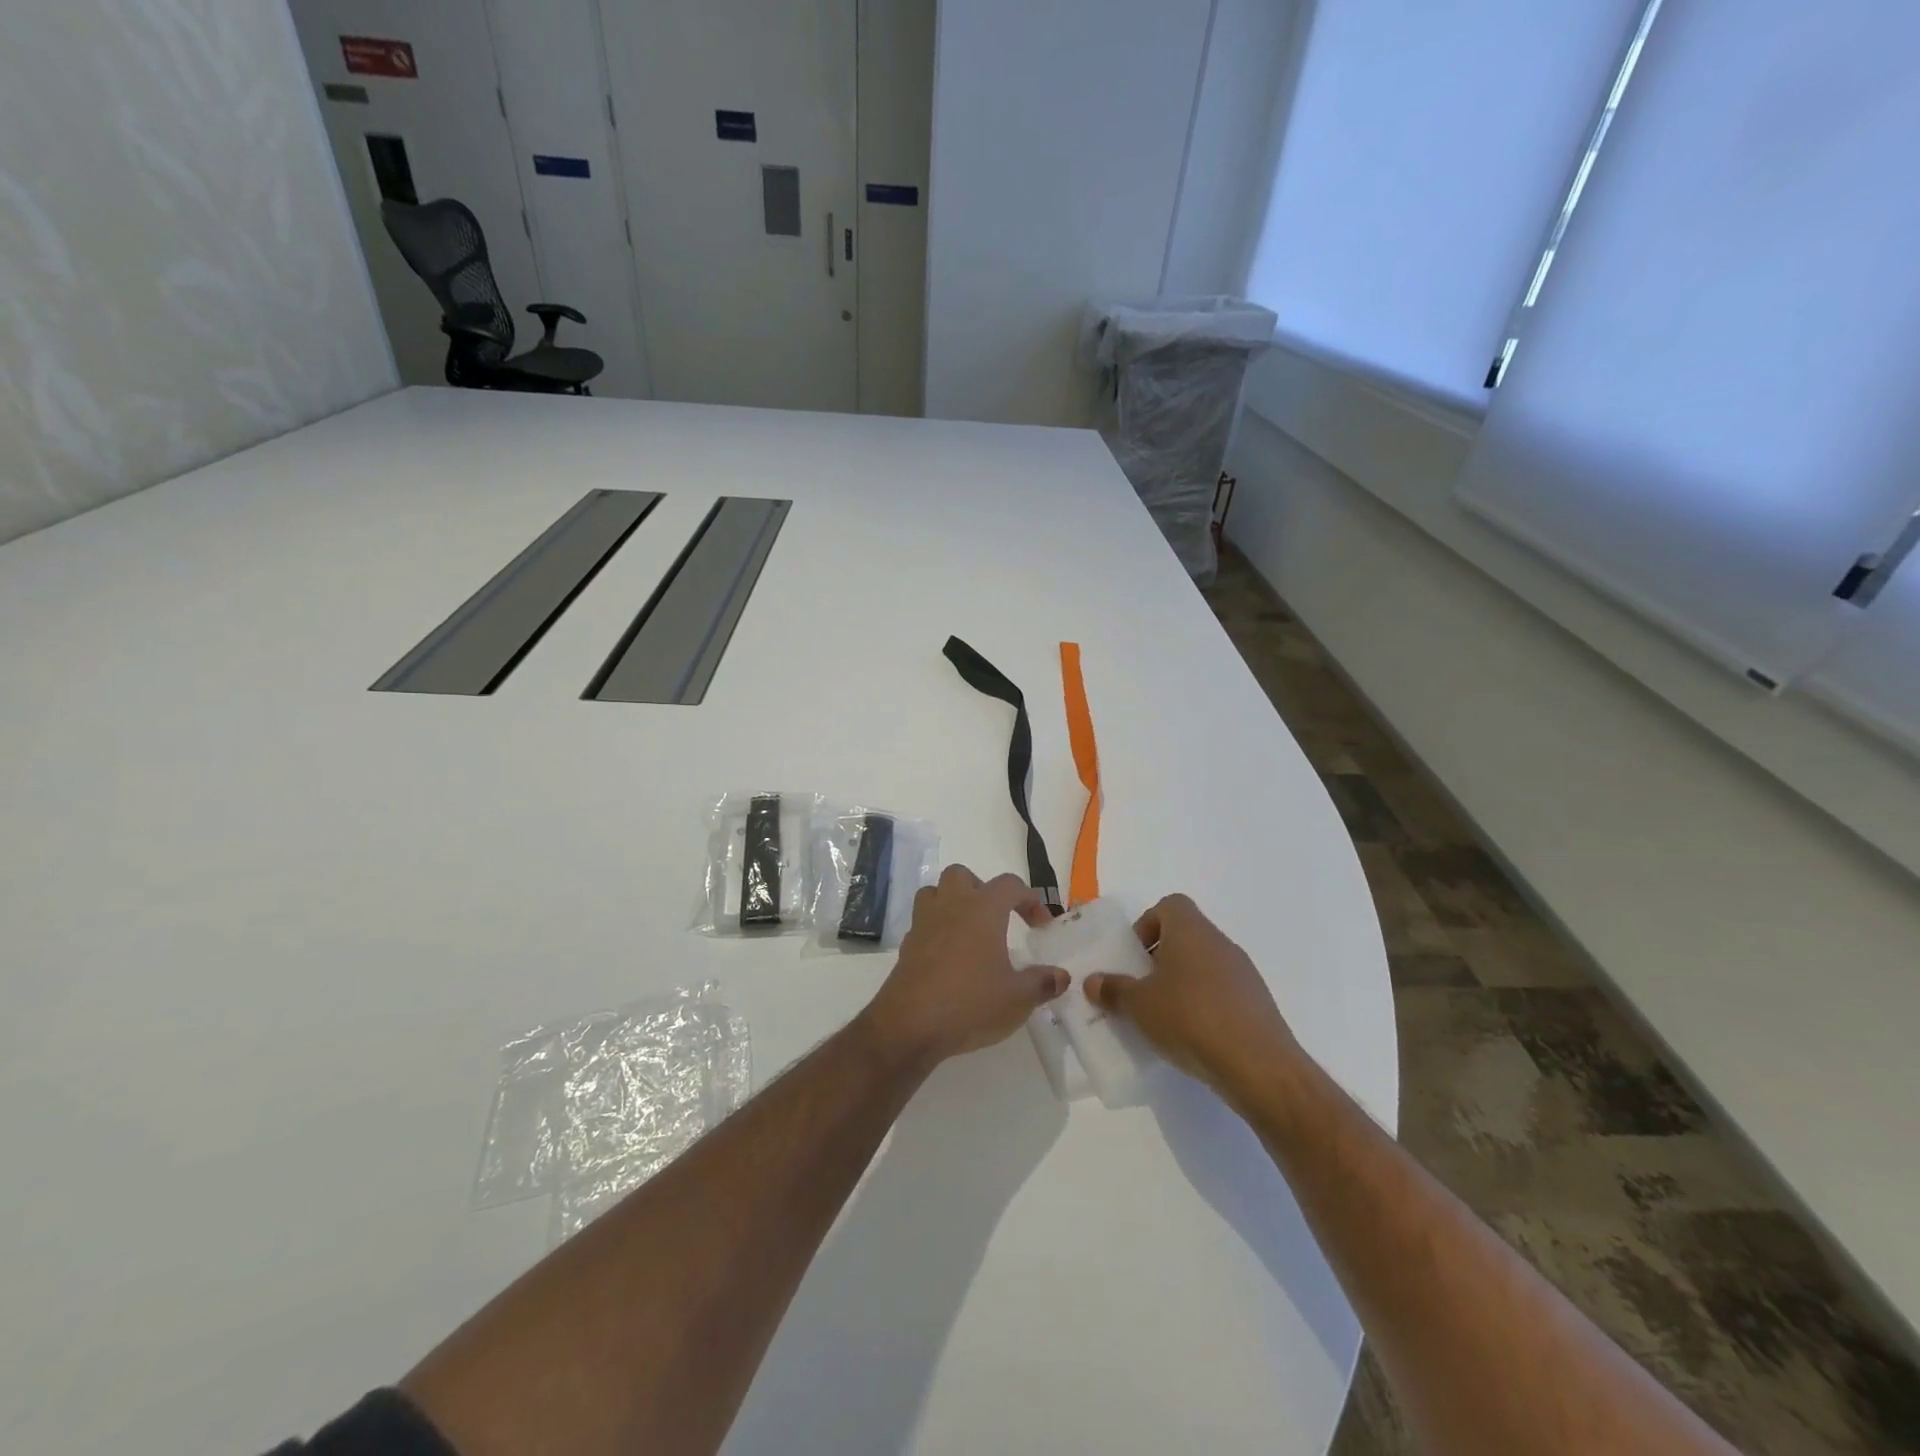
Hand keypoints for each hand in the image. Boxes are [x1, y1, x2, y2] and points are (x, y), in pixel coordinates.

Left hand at [862, 865, 1065, 1072]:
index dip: (1030, 899)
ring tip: (969, 931)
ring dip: (952, 902)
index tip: (1040, 925)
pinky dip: (937, 930)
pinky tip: (949, 957)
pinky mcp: (907, 946)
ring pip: (935, 892)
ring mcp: (924, 924)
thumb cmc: (970, 1002)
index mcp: (982, 909)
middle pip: (962, 876)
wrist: (910, 1025)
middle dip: (982, 889)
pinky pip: (923, 922)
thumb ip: (1042, 983)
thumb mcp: (1018, 998)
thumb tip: (1060, 976)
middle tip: (997, 918)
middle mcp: (951, 906)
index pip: (1010, 885)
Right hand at [1085, 894, 1298, 1100]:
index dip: (1147, 924)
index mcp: (1191, 930)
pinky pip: (1222, 992)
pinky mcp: (1257, 1003)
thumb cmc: (1190, 1019)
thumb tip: (1093, 981)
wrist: (1259, 1065)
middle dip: (1160, 958)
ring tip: (1163, 1017)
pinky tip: (1192, 1036)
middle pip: (1186, 935)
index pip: (1170, 905)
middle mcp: (1219, 942)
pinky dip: (1204, 1005)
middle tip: (1140, 988)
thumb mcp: (1139, 1005)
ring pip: (1204, 965)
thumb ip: (1113, 990)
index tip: (1134, 956)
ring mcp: (1243, 972)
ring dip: (1182, 983)